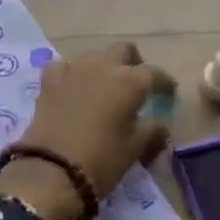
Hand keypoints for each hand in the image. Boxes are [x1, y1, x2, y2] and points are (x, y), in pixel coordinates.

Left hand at [0, 43, 172, 219]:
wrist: (52, 170)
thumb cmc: (102, 159)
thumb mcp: (135, 148)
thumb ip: (153, 131)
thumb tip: (161, 126)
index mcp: (130, 81)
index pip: (154, 73)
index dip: (164, 82)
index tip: (169, 92)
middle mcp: (103, 66)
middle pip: (123, 50)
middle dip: (133, 62)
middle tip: (135, 82)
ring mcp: (74, 68)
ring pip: (94, 55)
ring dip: (103, 66)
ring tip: (104, 87)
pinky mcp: (50, 79)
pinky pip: (65, 66)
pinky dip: (72, 74)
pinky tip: (73, 87)